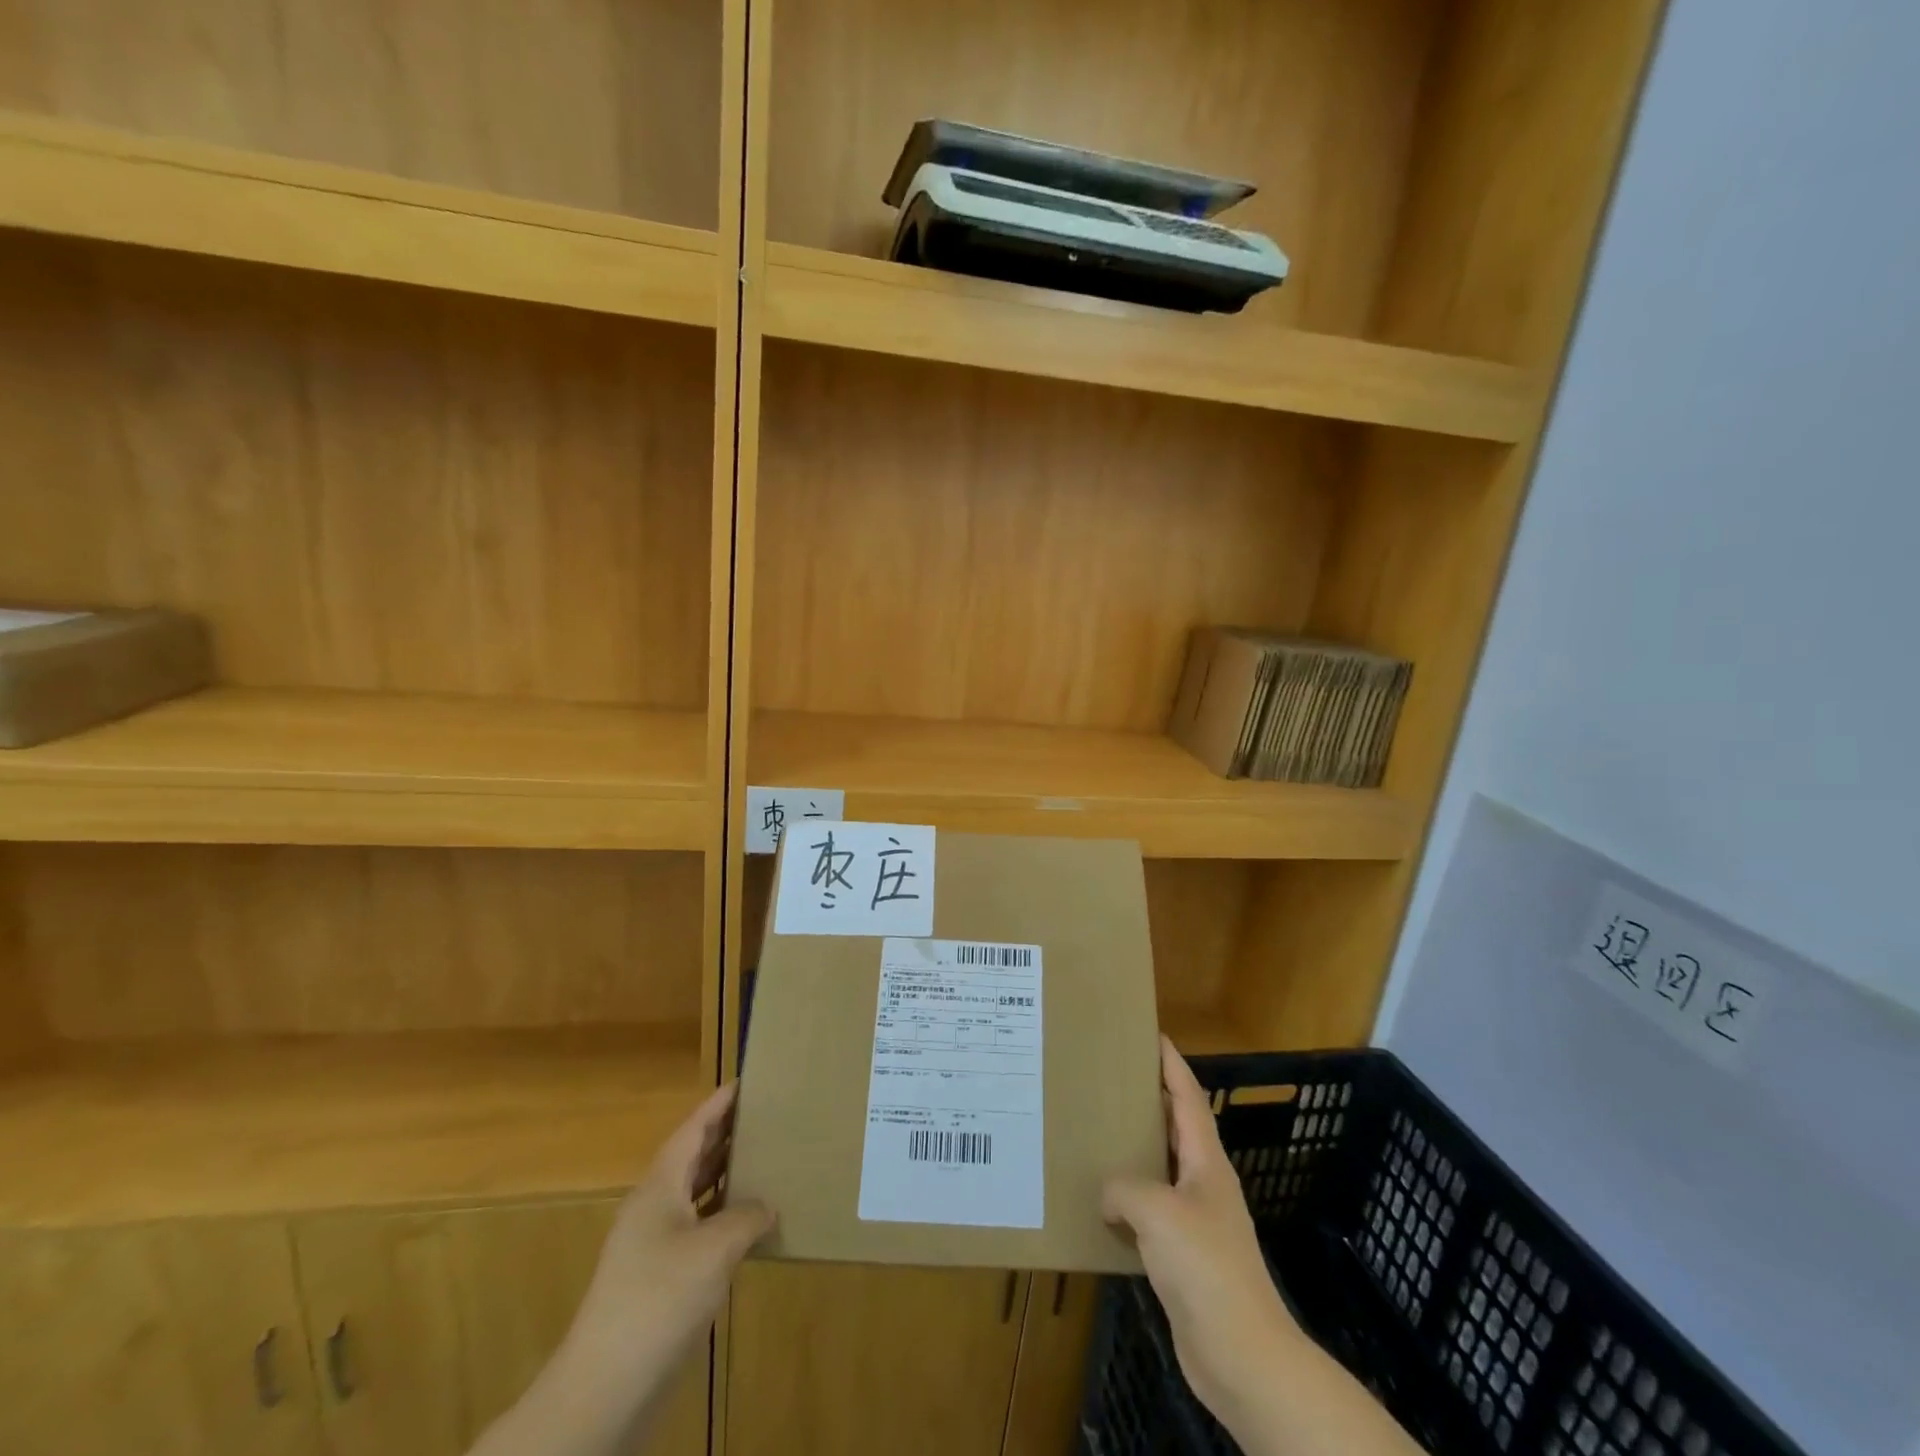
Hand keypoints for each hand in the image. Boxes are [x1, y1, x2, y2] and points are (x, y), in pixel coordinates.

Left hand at [566, 1081, 774, 1381]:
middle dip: (725, 1136)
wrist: (605, 1387)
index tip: (744, 1082)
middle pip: (693, 1158)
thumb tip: (766, 1205)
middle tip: (765, 1115)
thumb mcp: (714, 1250)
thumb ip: (746, 1216)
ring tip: (765, 1159)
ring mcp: (654, 1246)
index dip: (717, 1106)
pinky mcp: (660, 1279)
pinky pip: (699, 1229)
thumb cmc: (658, 1298)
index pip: (692, 1131)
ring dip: (726, 1176)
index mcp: (659, 1187)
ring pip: (696, 1195)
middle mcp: (654, 1208)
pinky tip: (750, 1225)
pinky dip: (724, 1217)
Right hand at [1105, 1040, 1421, 1455]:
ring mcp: (1196, 1221)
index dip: (1172, 1064)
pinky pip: (1151, 1211)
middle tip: (1110, 1078)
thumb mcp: (1157, 1211)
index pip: (1189, 1097)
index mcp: (1207, 1161)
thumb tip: (1109, 1194)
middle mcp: (1204, 1183)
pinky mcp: (1184, 1256)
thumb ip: (1124, 1187)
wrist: (1241, 1354)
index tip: (1152, 1034)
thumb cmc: (1206, 1267)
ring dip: (1135, 1150)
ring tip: (1098, 1131)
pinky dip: (1128, 1199)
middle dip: (1149, 1100)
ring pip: (1161, 1169)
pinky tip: (1102, 1201)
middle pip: (1176, 1127)